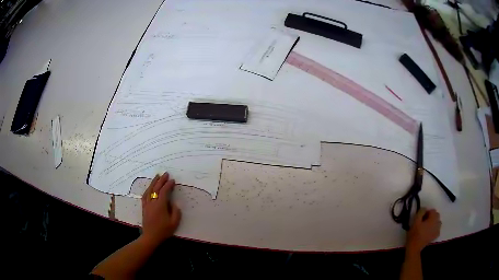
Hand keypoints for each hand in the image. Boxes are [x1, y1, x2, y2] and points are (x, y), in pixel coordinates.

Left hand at [141, 172, 181, 246]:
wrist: (151, 237)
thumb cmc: (164, 231)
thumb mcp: (174, 223)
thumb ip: (176, 212)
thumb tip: (174, 204)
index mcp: (160, 205)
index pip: (164, 192)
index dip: (168, 185)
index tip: (173, 180)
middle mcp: (152, 202)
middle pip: (156, 188)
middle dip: (161, 180)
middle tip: (166, 174)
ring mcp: (147, 204)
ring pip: (149, 190)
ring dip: (153, 182)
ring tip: (157, 176)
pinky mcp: (144, 207)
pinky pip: (145, 195)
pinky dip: (148, 189)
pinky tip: (150, 187)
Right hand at [406, 208, 440, 252]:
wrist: (414, 248)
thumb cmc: (414, 234)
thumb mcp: (415, 221)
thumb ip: (421, 212)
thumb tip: (424, 209)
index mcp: (433, 219)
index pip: (432, 210)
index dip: (426, 212)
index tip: (421, 217)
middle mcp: (437, 223)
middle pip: (436, 215)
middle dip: (431, 216)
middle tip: (423, 221)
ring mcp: (437, 230)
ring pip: (438, 222)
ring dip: (433, 222)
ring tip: (427, 226)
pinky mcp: (435, 236)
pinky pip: (437, 228)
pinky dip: (434, 228)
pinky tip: (429, 231)